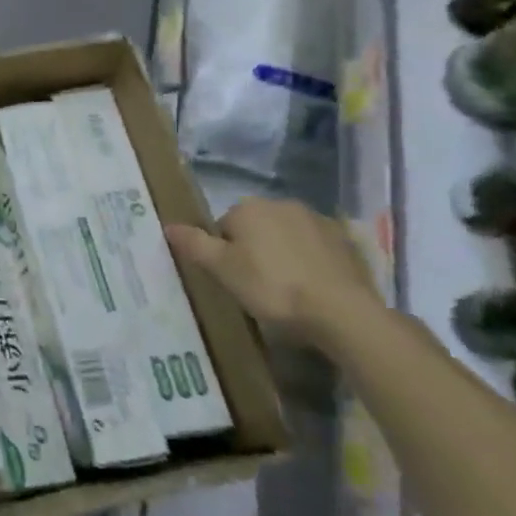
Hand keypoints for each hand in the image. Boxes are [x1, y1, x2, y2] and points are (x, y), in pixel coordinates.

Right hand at [165, 198, 381, 347]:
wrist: (342, 312)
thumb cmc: (272, 287)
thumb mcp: (222, 269)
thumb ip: (193, 244)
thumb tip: (168, 225)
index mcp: (248, 207)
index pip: (223, 226)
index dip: (223, 253)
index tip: (232, 279)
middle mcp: (282, 203)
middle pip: (255, 227)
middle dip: (254, 250)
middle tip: (256, 286)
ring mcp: (318, 221)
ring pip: (287, 236)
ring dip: (283, 254)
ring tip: (287, 290)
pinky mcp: (347, 242)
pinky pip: (316, 248)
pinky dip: (311, 262)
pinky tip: (313, 288)